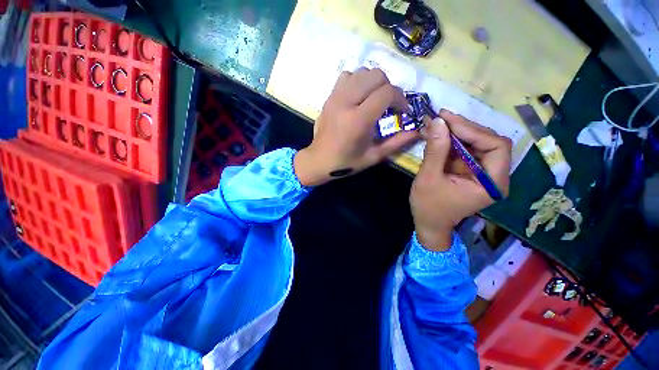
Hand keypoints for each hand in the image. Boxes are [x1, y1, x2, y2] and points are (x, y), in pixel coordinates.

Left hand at [294, 68, 419, 185]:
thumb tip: (417, 131)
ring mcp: (335, 97)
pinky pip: (346, 76)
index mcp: (358, 120)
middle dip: (389, 87)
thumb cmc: (346, 162)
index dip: (400, 99)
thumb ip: (396, 143)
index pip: (386, 93)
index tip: (402, 111)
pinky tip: (358, 96)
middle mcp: (346, 103)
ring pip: (361, 72)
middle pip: (375, 75)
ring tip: (374, 99)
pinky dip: (357, 81)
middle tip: (389, 104)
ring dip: (373, 83)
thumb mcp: (373, 156)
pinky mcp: (329, 97)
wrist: (318, 160)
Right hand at [410, 110, 511, 250]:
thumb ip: (435, 150)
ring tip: (435, 124)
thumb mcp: (429, 178)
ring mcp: (483, 173)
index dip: (473, 130)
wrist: (429, 223)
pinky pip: (464, 150)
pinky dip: (450, 141)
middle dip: (463, 128)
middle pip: (488, 142)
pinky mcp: (471, 171)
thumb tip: (437, 121)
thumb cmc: (429, 206)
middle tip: (440, 118)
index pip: (496, 146)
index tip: (447, 120)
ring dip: (455, 133)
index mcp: (492, 183)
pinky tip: (436, 134)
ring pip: (475, 143)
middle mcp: (494, 176)